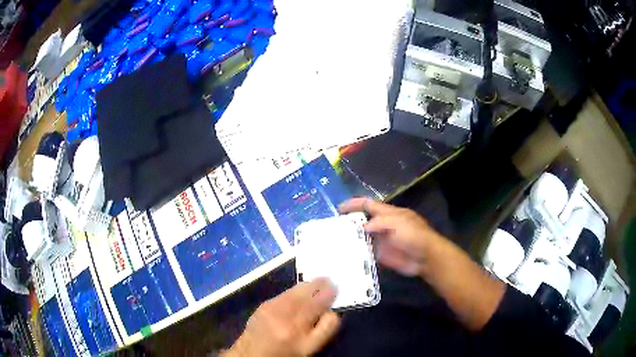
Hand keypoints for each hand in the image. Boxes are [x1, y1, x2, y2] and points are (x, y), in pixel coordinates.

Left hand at [223, 278, 340, 356]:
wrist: (254, 354)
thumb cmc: (286, 353)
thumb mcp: (310, 348)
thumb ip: (325, 330)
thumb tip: (332, 311)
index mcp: (300, 330)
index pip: (320, 306)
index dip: (330, 296)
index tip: (336, 289)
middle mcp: (285, 316)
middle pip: (308, 294)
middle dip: (320, 285)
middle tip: (329, 279)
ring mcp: (272, 308)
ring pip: (295, 291)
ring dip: (308, 285)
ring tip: (318, 282)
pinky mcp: (263, 305)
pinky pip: (284, 293)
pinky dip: (295, 291)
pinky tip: (299, 292)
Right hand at [339, 197, 442, 276]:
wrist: (425, 257)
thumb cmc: (414, 235)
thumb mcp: (398, 222)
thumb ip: (379, 222)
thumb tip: (362, 227)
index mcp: (388, 213)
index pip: (368, 204)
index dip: (354, 204)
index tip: (339, 208)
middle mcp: (383, 225)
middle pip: (363, 220)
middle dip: (349, 221)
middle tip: (332, 226)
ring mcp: (381, 240)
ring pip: (362, 236)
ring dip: (351, 237)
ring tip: (334, 240)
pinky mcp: (381, 254)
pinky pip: (366, 250)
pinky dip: (356, 251)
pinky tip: (344, 253)